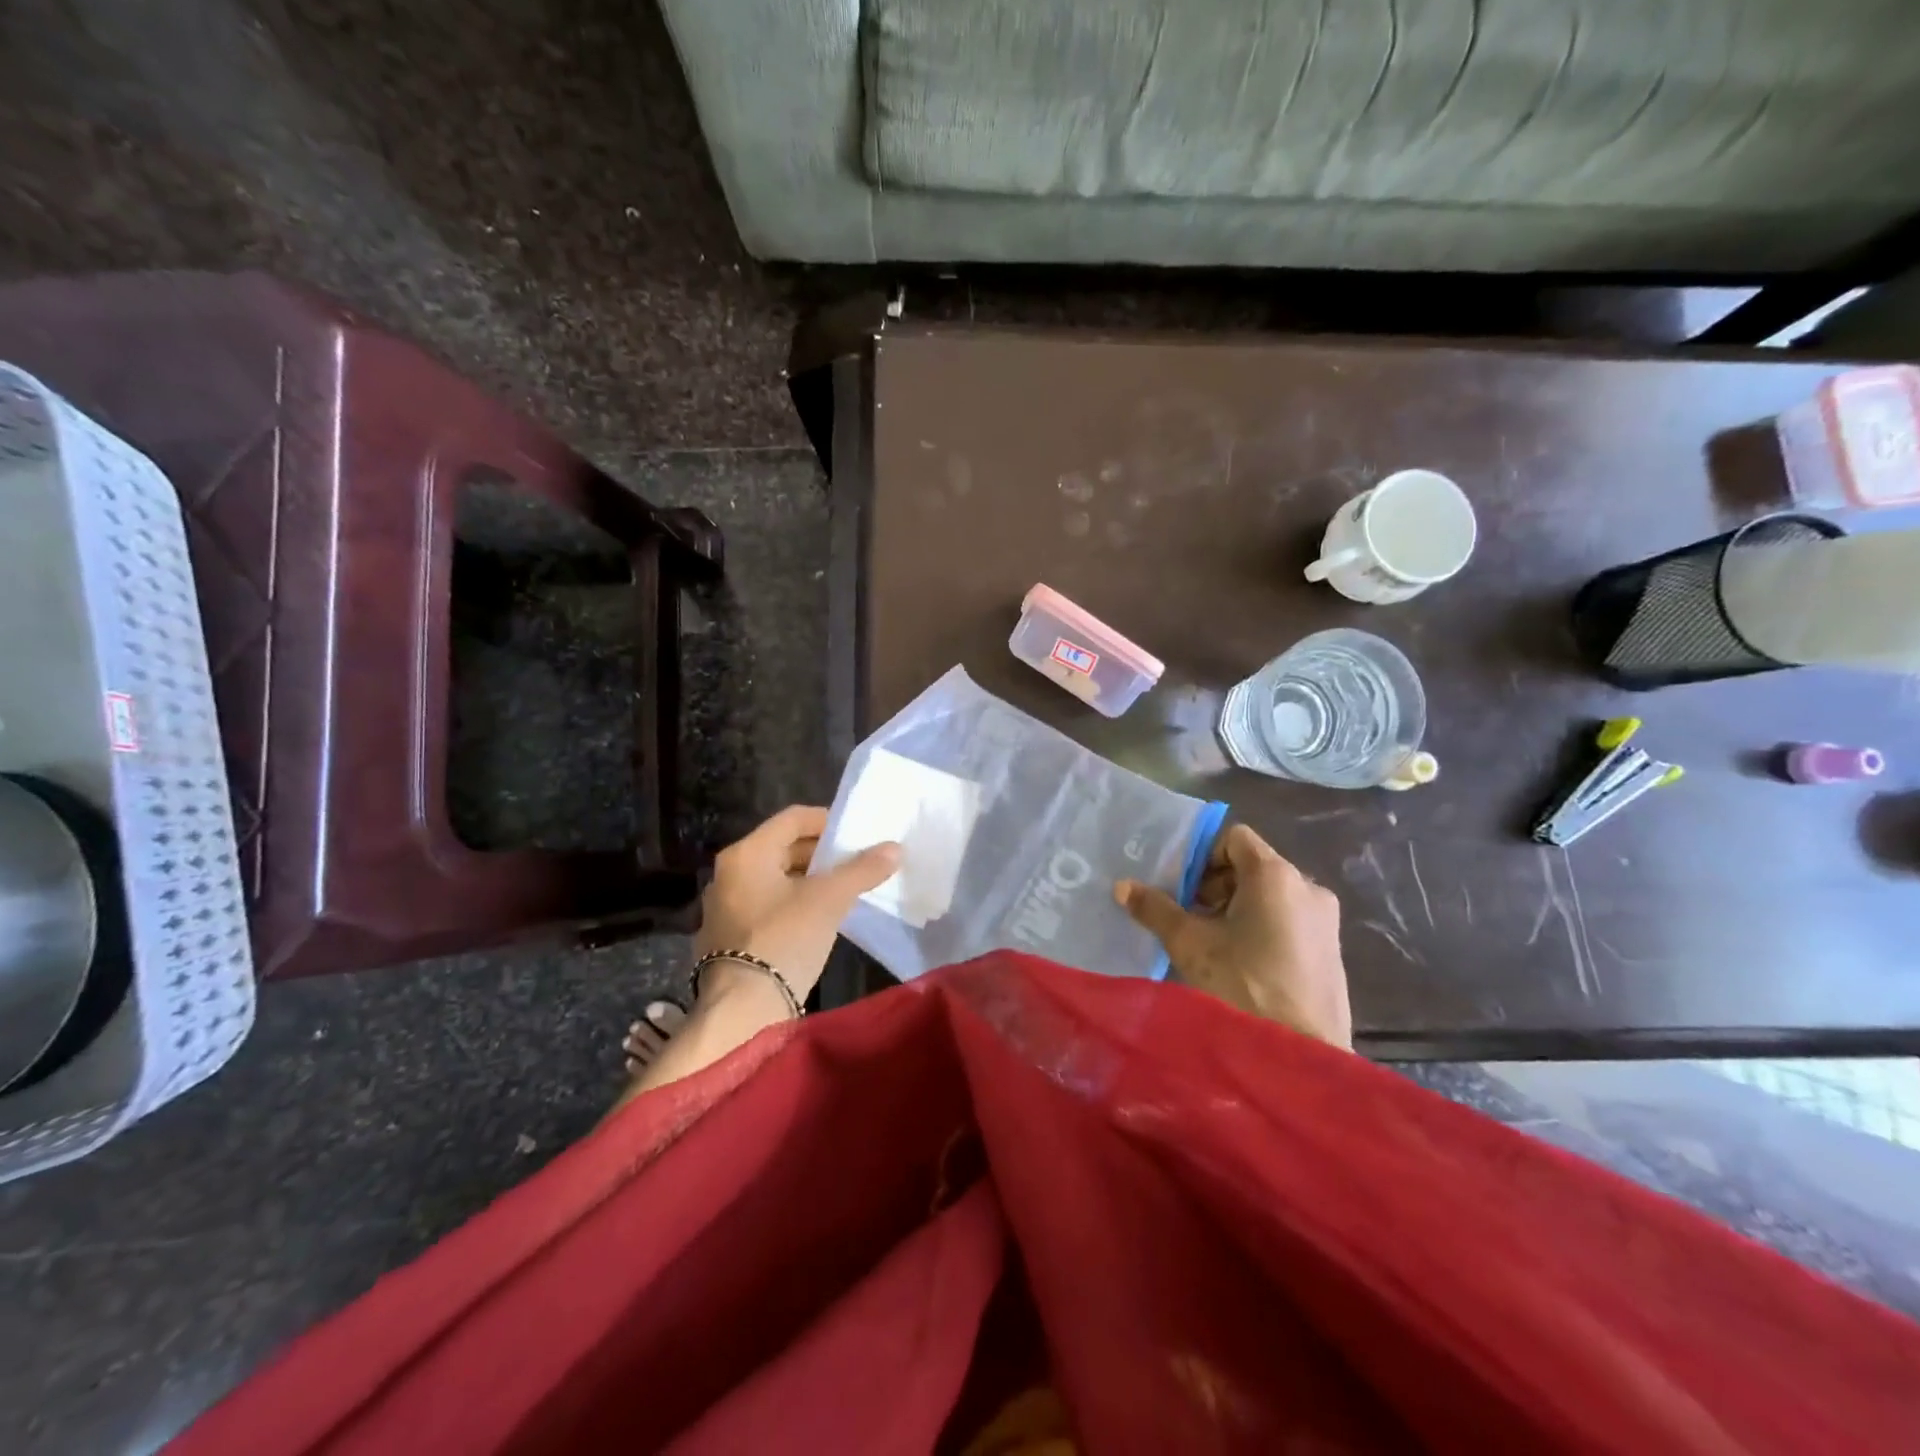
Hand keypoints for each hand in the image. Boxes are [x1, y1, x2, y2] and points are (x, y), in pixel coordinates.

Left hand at [696, 805, 900, 1005]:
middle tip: (857, 861)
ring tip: (846, 888)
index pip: (793, 818)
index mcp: (747, 853)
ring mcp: (726, 905)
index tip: (858, 833)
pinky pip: (768, 903)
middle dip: (823, 853)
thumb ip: (862, 869)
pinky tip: (821, 916)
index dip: (828, 820)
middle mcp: (730, 872)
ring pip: (777, 877)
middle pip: (783, 847)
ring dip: (811, 878)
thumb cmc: (784, 939)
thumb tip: (895, 848)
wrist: (742, 1009)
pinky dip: (795, 901)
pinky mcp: (730, 934)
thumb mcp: (829, 899)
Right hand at [1116, 824, 1351, 1049]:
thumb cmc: (1242, 985)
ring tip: (1211, 943)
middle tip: (1189, 916)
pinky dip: (1261, 928)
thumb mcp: (1190, 944)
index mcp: (1276, 875)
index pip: (1234, 838)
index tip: (1182, 887)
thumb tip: (1122, 886)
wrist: (1300, 1058)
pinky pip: (1289, 921)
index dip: (1202, 855)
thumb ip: (1156, 909)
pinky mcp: (1331, 952)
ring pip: (1270, 896)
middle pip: (1252, 866)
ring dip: (1236, 908)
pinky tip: (1241, 964)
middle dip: (1215, 885)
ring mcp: (1325, 921)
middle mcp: (1307, 888)